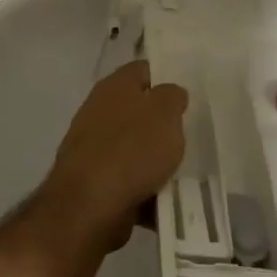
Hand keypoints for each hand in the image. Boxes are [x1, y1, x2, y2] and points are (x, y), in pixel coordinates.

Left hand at [39, 60, 188, 252]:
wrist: (89, 207)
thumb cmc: (132, 149)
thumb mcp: (166, 113)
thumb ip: (172, 96)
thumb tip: (169, 95)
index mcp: (114, 86)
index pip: (144, 70)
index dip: (166, 78)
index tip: (186, 97)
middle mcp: (98, 111)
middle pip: (138, 110)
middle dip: (161, 123)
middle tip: (187, 135)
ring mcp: (92, 147)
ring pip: (134, 146)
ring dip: (153, 158)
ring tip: (179, 170)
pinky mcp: (92, 180)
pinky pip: (127, 178)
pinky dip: (142, 186)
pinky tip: (161, 197)